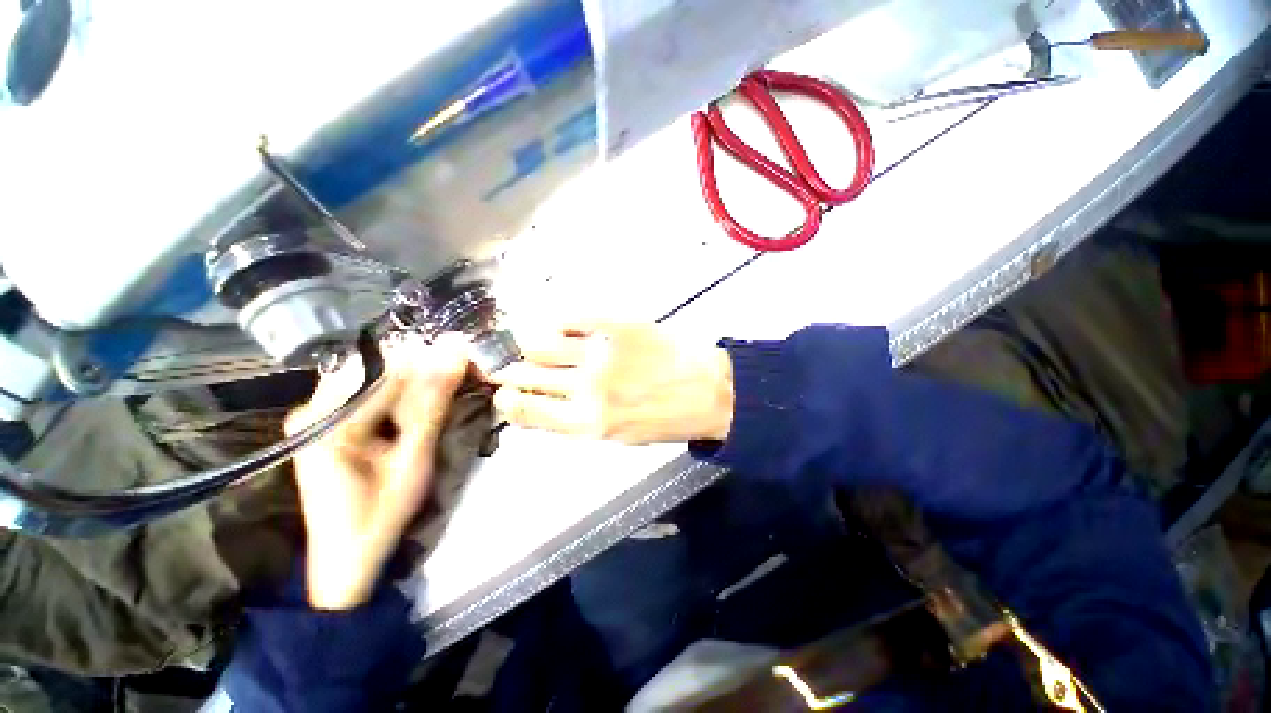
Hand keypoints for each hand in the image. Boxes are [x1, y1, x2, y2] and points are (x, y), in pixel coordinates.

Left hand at [284, 336, 467, 609]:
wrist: (346, 557)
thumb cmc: (381, 513)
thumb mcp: (413, 459)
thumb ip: (433, 404)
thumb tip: (456, 353)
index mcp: (328, 421)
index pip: (385, 370)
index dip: (428, 362)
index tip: (465, 359)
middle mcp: (313, 408)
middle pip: (377, 369)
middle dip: (421, 371)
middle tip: (458, 375)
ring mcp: (316, 415)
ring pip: (374, 378)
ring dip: (412, 381)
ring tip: (443, 389)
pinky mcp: (326, 423)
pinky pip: (368, 392)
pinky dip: (398, 394)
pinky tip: (417, 405)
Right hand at [491, 322, 733, 443]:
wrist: (708, 391)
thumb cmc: (666, 419)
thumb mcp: (618, 436)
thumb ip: (577, 421)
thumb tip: (544, 402)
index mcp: (586, 424)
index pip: (524, 409)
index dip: (506, 399)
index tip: (503, 392)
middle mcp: (586, 389)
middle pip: (525, 374)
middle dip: (510, 371)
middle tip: (510, 366)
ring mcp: (600, 354)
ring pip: (540, 343)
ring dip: (533, 346)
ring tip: (541, 346)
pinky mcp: (616, 325)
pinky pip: (570, 317)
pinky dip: (559, 322)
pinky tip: (563, 328)